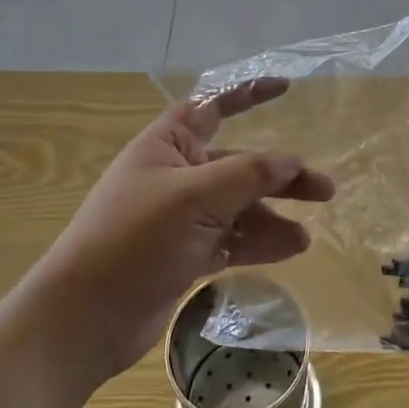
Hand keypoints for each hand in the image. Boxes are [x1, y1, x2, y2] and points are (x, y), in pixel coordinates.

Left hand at [35, 78, 333, 383]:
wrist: (84, 319)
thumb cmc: (135, 239)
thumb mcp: (196, 197)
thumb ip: (250, 174)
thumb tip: (292, 161)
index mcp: (167, 146)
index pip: (213, 106)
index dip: (248, 94)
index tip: (287, 88)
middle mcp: (176, 175)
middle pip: (239, 165)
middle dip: (280, 175)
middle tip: (324, 190)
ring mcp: (181, 218)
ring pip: (240, 207)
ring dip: (273, 217)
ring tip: (307, 235)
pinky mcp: (186, 255)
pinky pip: (232, 240)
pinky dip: (259, 243)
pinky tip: (290, 250)